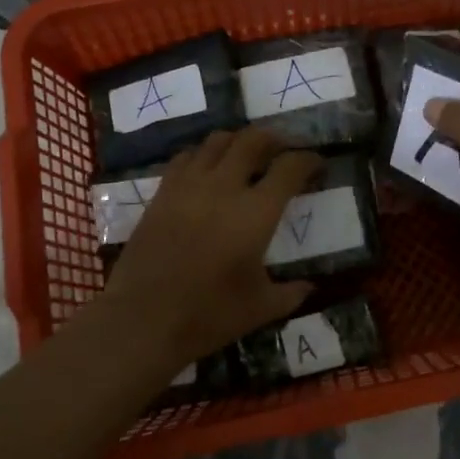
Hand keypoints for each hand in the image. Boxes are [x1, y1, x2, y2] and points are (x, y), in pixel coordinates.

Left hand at [99, 128, 321, 369]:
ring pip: (217, 141)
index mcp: (256, 212)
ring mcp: (189, 186)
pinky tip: (207, 170)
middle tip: (284, 149)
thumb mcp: (261, 308)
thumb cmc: (208, 315)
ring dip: (238, 141)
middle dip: (275, 138)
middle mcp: (224, 187)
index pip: (290, 167)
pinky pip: (186, 157)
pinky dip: (203, 155)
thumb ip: (291, 293)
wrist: (142, 320)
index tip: (317, 165)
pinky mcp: (162, 193)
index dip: (309, 160)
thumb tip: (309, 286)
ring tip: (246, 154)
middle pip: (253, 140)